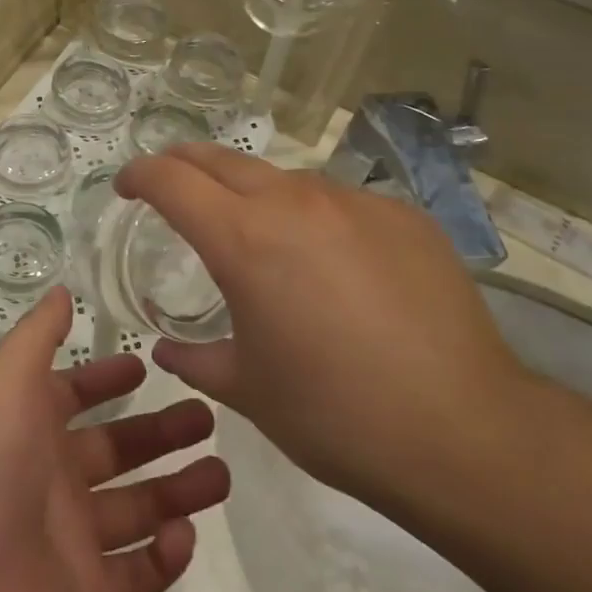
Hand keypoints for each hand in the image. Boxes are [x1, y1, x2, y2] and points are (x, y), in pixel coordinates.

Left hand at [0, 290, 228, 591]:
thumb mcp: (6, 380)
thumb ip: (38, 335)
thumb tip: (62, 290)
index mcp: (30, 426)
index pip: (74, 395)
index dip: (106, 380)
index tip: (147, 366)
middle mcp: (50, 477)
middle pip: (117, 449)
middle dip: (160, 432)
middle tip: (207, 417)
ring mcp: (67, 539)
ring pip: (136, 510)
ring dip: (177, 492)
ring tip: (221, 474)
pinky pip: (134, 575)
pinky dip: (164, 559)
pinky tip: (186, 535)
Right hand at [114, 145, 531, 507]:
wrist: (464, 433)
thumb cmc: (335, 414)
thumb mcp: (248, 390)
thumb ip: (196, 358)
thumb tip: (167, 349)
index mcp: (243, 239)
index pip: (171, 179)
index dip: (139, 175)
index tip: (127, 188)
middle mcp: (293, 201)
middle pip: (220, 158)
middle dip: (184, 165)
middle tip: (172, 188)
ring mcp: (353, 202)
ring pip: (283, 179)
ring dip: (253, 195)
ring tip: (260, 239)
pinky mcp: (402, 215)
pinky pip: (340, 203)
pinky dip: (316, 220)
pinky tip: (337, 269)